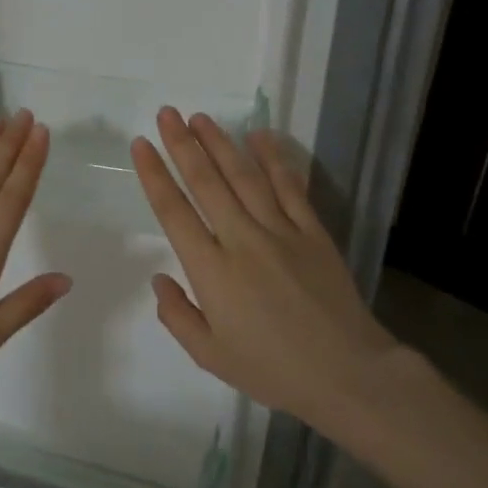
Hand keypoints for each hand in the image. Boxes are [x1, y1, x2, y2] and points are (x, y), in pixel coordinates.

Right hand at [131, 107, 398, 430]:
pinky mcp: (313, 232)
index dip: (154, 174)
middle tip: (167, 114)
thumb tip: (160, 278)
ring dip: (221, 143)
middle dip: (182, 145)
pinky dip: (274, 159)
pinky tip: (260, 136)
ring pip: (245, 177)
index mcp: (211, 271)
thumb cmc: (272, 370)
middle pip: (207, 182)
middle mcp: (242, 240)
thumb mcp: (210, 355)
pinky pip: (290, 187)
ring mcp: (281, 232)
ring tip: (201, 118)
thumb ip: (177, 315)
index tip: (141, 145)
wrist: (347, 374)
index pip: (174, 211)